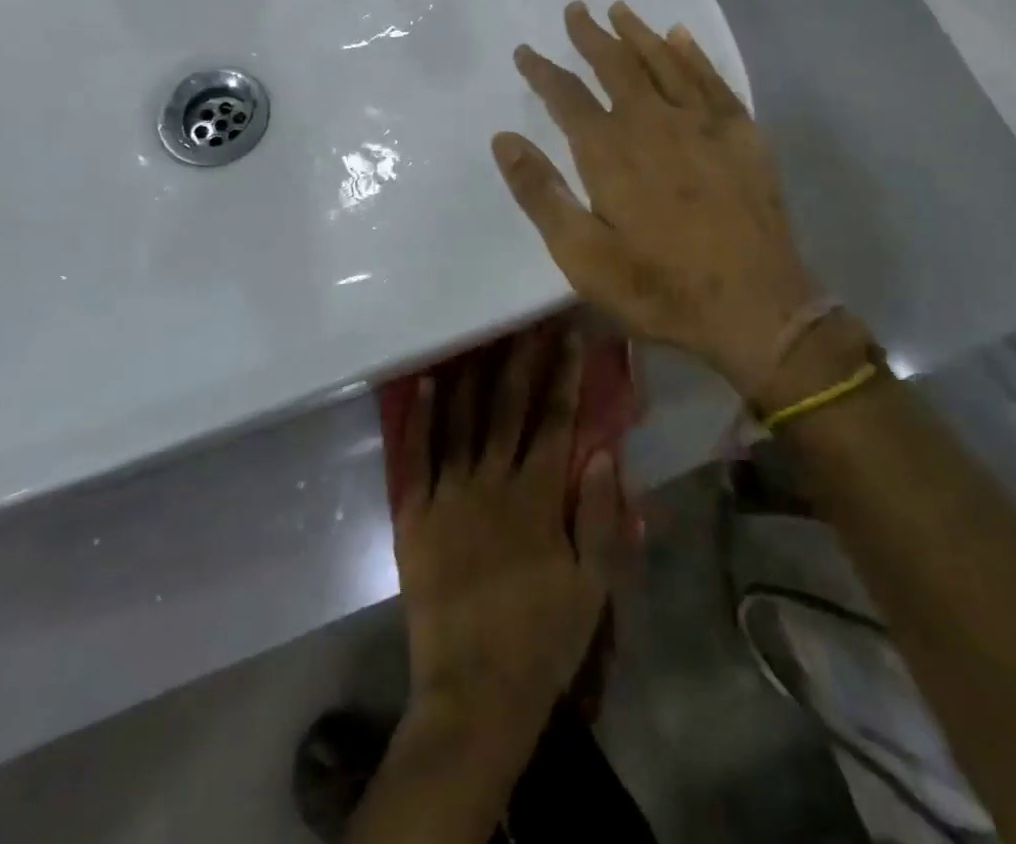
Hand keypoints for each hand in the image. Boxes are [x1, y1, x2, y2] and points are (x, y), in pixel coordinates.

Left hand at [392, 323, 620, 754]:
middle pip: (508, 408)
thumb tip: (601, 451)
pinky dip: (421, 417)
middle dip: (521, 360)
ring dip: (473, 374)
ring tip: (479, 334)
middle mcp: (491, 482)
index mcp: (537, 498)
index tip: (570, 336)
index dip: (564, 375)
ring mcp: (448, 495)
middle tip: (527, 321)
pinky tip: (428, 383)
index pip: (555, 420)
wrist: (473, 694)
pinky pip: (417, 456)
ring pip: (461, 420)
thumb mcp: (592, 587)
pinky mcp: (415, 514)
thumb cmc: (542, 640)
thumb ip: (599, 517)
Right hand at [492, 1, 826, 402]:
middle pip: (616, 66)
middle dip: (591, 36)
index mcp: (611, 152)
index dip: (543, 71)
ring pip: (664, 61)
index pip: (567, 96)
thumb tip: (503, 139)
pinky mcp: (741, 134)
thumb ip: (541, 194)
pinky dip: (692, 54)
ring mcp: (703, 124)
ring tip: (619, 9)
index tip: (525, 51)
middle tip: (575, 10)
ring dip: (638, 33)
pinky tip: (680, 36)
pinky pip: (712, 79)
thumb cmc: (660, 288)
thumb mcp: (583, 256)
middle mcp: (655, 123)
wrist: (756, 308)